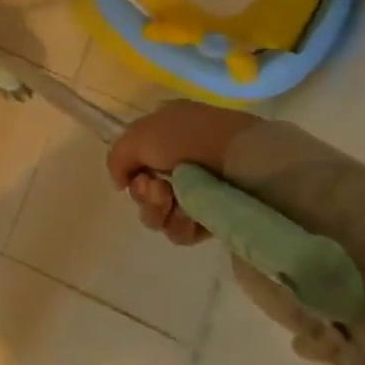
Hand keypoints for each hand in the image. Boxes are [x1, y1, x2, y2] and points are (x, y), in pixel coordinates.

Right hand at [106, 100, 258, 246]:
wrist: (246, 161)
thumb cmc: (191, 139)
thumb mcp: (139, 135)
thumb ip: (117, 158)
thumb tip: (121, 183)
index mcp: (167, 133)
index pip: (135, 160)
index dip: (130, 170)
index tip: (136, 175)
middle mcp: (182, 161)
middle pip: (144, 190)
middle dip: (143, 194)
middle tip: (158, 189)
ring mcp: (200, 190)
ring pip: (158, 213)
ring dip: (157, 210)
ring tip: (173, 202)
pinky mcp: (216, 217)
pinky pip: (181, 230)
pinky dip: (179, 225)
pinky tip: (189, 216)